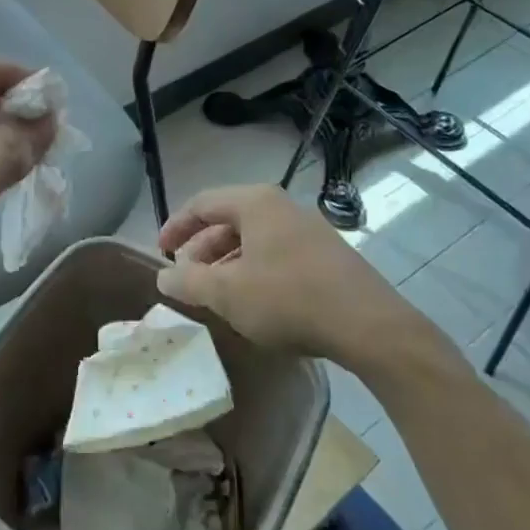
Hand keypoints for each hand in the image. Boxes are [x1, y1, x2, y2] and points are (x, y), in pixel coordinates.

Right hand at [155, 185, 428, 371]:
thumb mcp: (227, 294)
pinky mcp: (326, 255)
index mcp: (256, 203)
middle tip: (188, 280)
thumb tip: (162, 276)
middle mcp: (282, 207)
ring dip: (226, 263)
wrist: (369, 326)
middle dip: (201, 250)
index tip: (160, 254)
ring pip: (253, 239)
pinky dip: (254, 271)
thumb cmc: (288, 299)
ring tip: (216, 295)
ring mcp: (308, 229)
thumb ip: (188, 282)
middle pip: (228, 220)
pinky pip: (276, 254)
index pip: (202, 204)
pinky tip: (253, 302)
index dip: (176, 227)